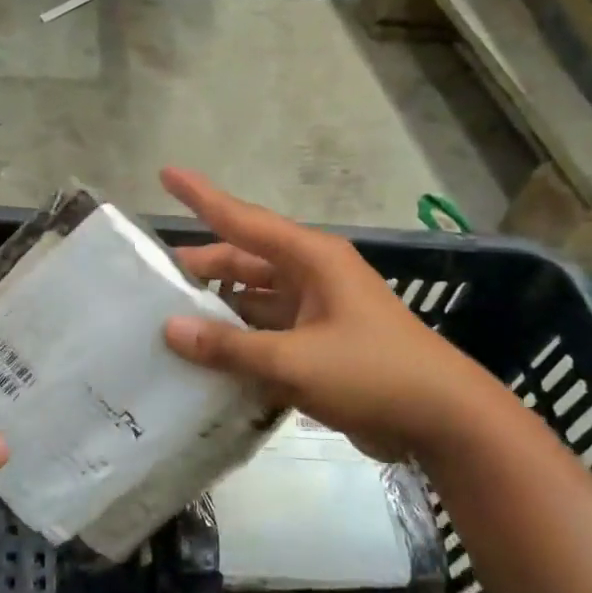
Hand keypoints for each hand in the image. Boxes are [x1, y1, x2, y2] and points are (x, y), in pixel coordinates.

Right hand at [160, 167, 494, 461]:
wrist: (443, 421)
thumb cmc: (373, 373)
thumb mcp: (296, 360)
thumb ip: (230, 346)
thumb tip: (170, 329)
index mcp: (311, 259)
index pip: (242, 219)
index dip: (201, 197)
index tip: (166, 172)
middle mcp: (310, 276)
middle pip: (242, 262)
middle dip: (199, 270)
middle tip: (148, 282)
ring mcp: (314, 312)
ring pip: (251, 300)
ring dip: (215, 311)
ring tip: (164, 322)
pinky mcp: (316, 344)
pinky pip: (264, 333)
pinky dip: (236, 342)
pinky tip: (202, 358)